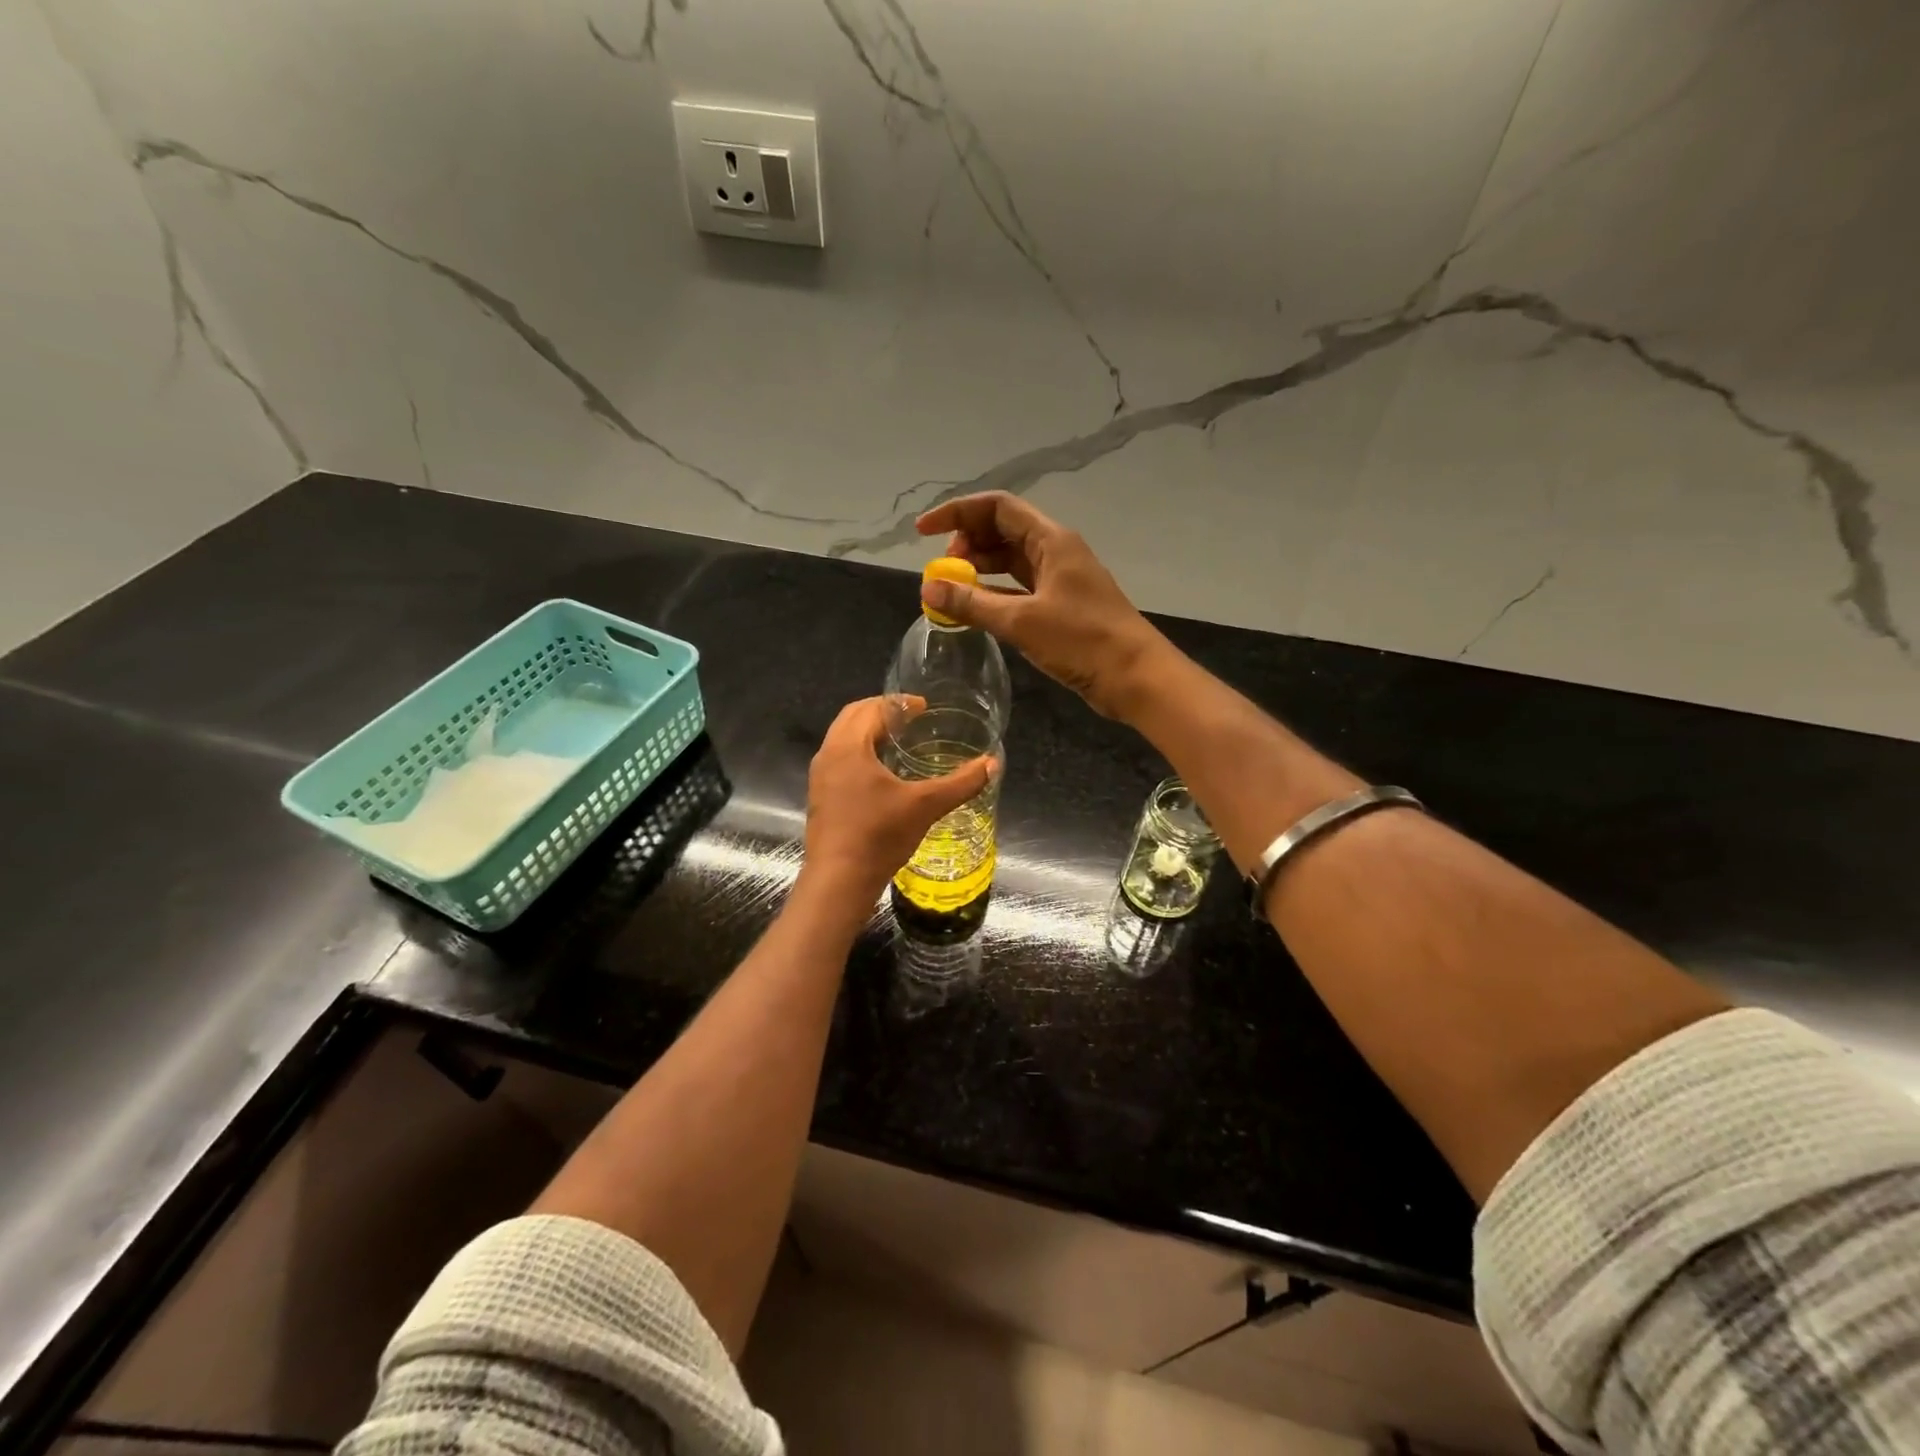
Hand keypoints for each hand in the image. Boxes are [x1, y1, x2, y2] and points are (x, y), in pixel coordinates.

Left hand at [801, 696, 994, 905]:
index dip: (899, 703)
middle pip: (852, 717)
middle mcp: (828, 755)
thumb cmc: (879, 836)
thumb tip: (992, 764)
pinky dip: (859, 752)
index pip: (871, 708)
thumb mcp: (926, 806)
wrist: (839, 881)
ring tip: (899, 741)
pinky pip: (839, 760)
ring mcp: (820, 777)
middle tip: (911, 718)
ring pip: (843, 739)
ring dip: (868, 732)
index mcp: (848, 747)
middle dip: (881, 711)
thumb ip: (961, 783)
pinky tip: (882, 774)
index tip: (924, 707)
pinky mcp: (820, 797)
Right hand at [916, 492, 1170, 719]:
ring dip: (979, 570)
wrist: (1134, 676)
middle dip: (967, 543)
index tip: (923, 532)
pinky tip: (974, 609)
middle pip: (1003, 531)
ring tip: (952, 590)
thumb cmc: (1082, 641)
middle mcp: (1055, 551)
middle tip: (943, 570)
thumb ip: (972, 603)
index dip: (957, 513)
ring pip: (1010, 561)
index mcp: (1051, 540)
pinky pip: (1018, 588)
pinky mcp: (1061, 607)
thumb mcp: (1021, 621)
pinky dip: (993, 593)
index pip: (997, 507)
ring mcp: (1059, 579)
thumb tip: (928, 588)